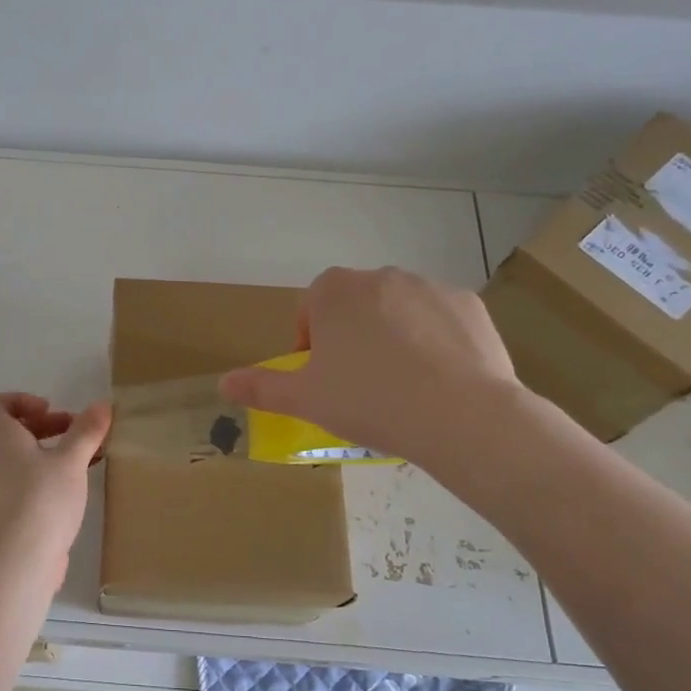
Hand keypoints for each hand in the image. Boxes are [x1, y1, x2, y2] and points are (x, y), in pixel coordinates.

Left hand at [0, 393, 110, 578]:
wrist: (18, 559)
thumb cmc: (41, 497)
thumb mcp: (70, 460)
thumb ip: (86, 431)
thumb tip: (101, 405)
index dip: (18, 400)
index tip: (48, 409)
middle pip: (9, 430)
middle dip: (44, 425)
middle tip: (75, 431)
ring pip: (19, 458)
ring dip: (49, 451)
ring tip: (84, 458)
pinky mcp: (5, 512)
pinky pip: (24, 481)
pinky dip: (46, 475)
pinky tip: (76, 486)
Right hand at [217, 267, 525, 474]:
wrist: (459, 414)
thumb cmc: (368, 401)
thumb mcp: (304, 399)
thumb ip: (260, 387)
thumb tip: (223, 384)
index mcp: (334, 291)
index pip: (311, 307)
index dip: (312, 341)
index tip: (322, 375)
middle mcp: (380, 276)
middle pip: (355, 304)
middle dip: (351, 336)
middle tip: (359, 383)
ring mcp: (428, 286)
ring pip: (398, 310)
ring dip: (392, 335)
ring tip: (401, 384)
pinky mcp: (468, 304)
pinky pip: (439, 319)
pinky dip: (433, 340)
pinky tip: (438, 378)